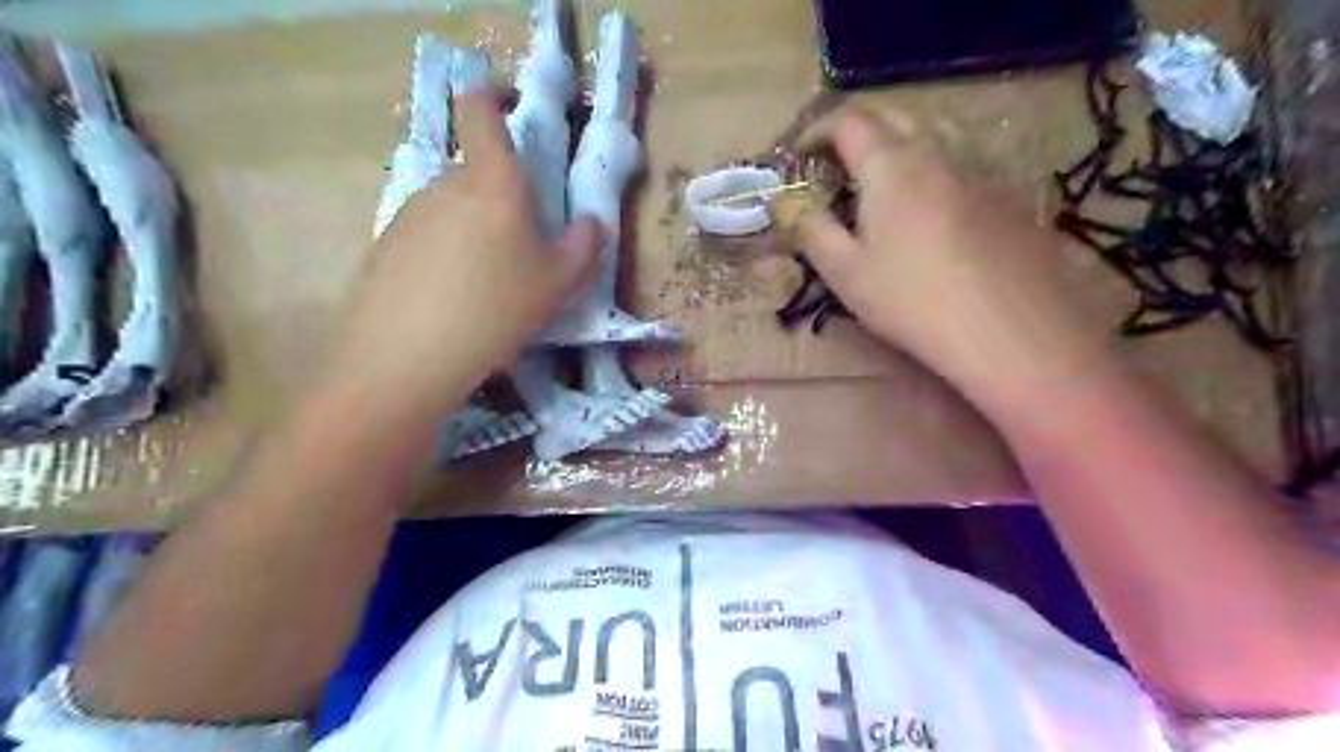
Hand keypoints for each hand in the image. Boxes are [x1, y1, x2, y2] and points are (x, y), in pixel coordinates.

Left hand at [324, 90, 594, 414]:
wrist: (408, 356)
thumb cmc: (497, 308)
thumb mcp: (559, 283)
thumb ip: (585, 246)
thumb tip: (591, 223)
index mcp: (491, 182)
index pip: (480, 110)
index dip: (492, 96)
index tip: (509, 106)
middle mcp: (445, 185)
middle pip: (475, 173)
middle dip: (499, 198)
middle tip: (520, 249)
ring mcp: (408, 214)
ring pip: (451, 209)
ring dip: (472, 231)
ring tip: (486, 285)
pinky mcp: (384, 246)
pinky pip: (425, 237)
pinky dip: (443, 255)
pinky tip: (450, 300)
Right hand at [783, 108, 1104, 401]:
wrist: (1007, 329)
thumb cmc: (911, 300)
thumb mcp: (844, 271)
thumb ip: (810, 228)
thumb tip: (782, 201)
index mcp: (891, 165)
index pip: (848, 120)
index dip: (817, 131)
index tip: (800, 155)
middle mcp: (938, 151)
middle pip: (893, 113)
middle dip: (857, 126)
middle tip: (835, 161)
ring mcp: (979, 169)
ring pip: (933, 132)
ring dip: (898, 141)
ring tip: (881, 179)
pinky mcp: (1006, 194)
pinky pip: (960, 161)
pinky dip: (932, 166)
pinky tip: (930, 208)